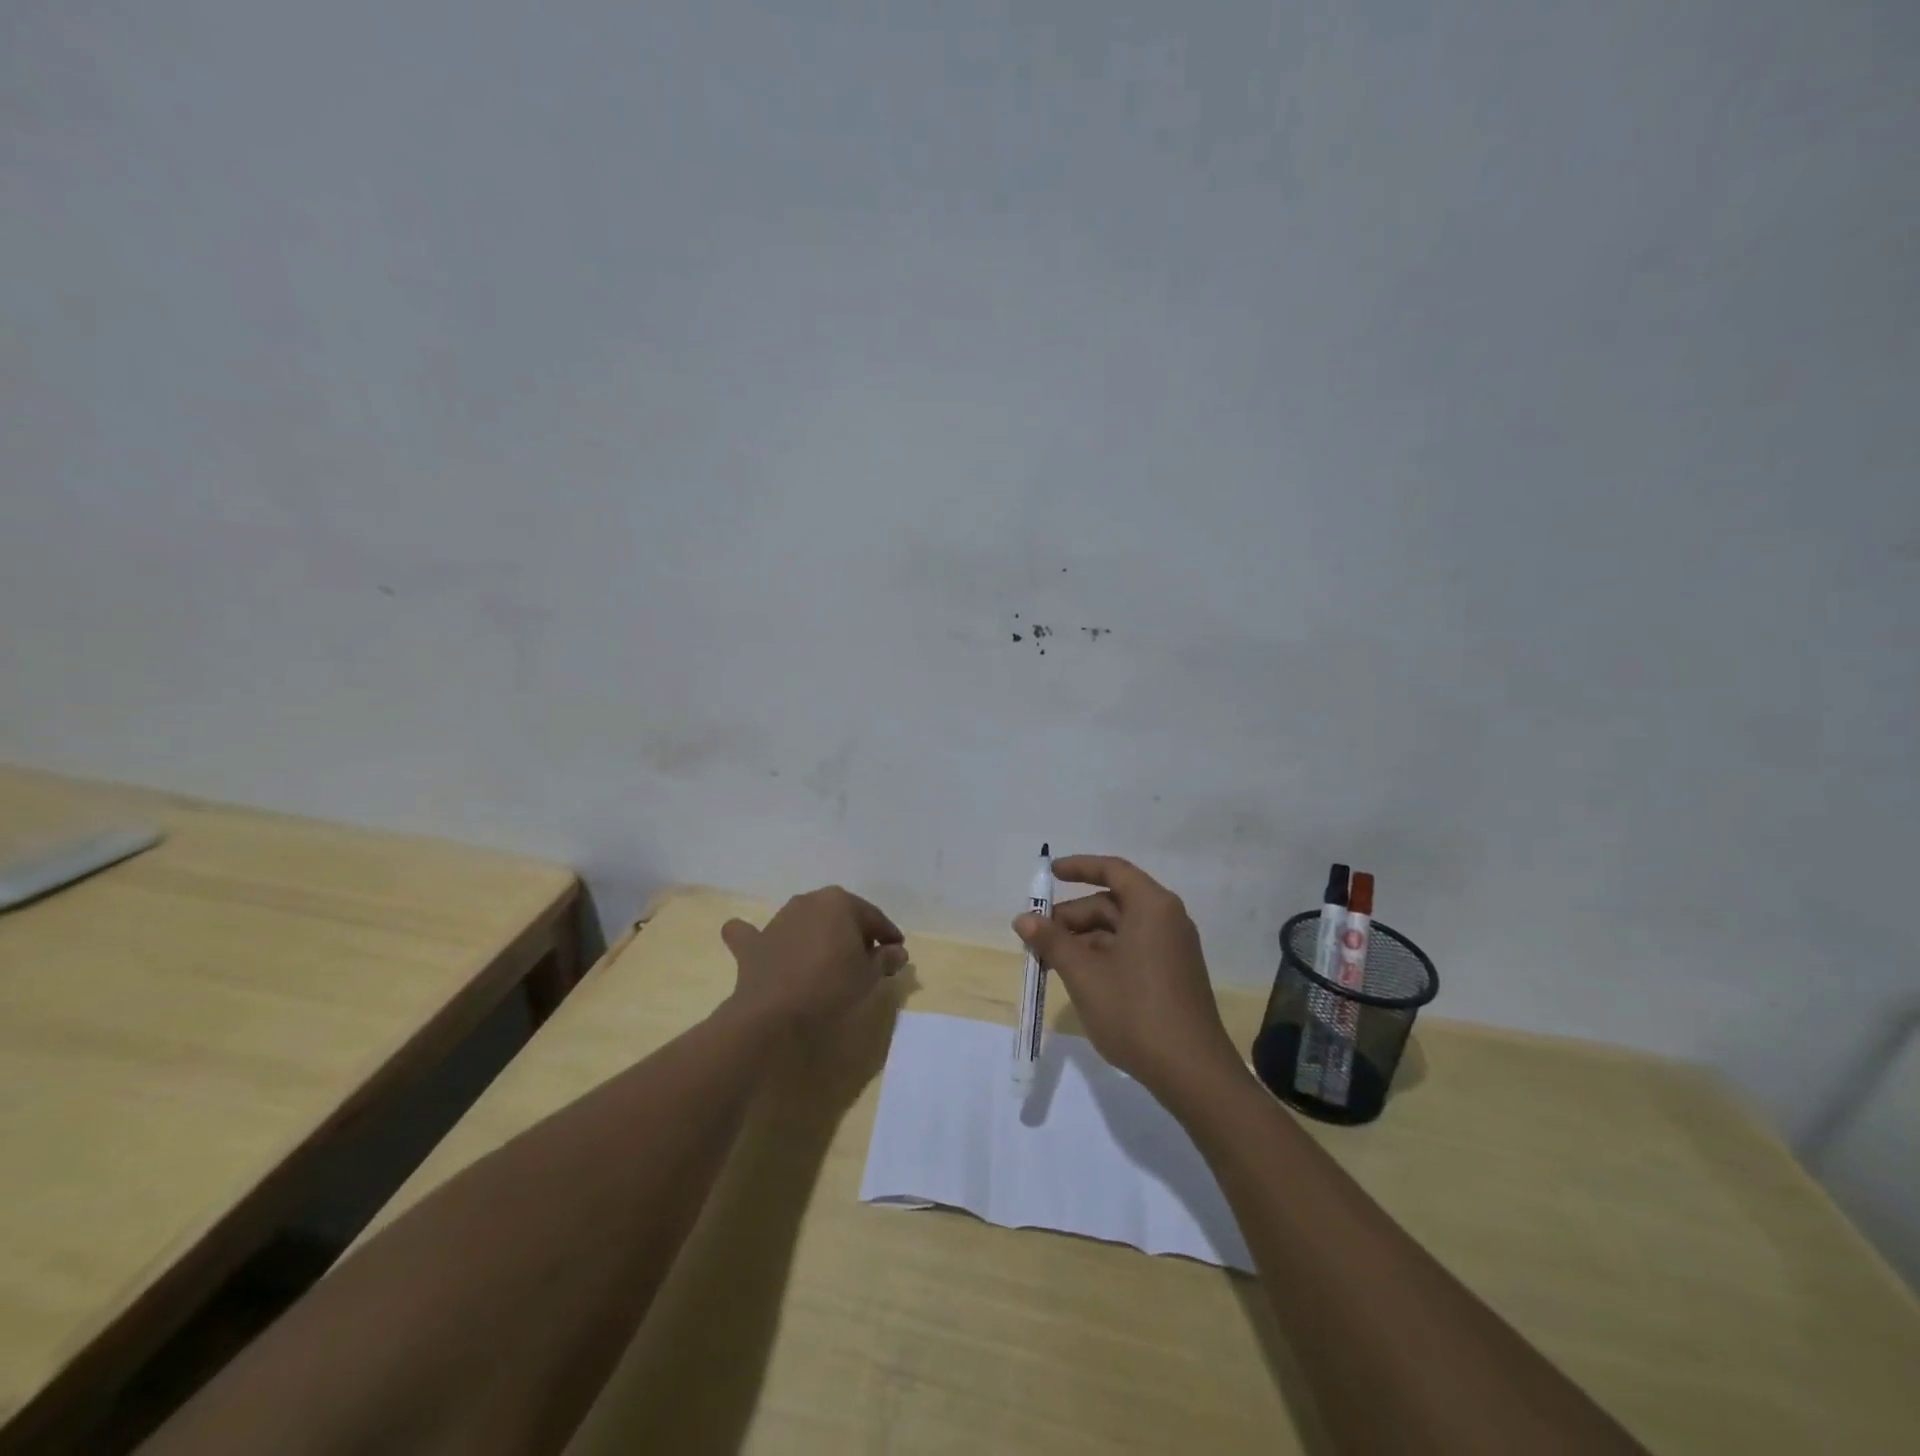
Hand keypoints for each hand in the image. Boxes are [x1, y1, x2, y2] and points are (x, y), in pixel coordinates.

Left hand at [722, 886, 906, 1029]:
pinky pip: (754, 934)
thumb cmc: (831, 986)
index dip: (888, 936)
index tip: (897, 952)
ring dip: (817, 935)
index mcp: (840, 901)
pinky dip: (759, 937)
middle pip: (839, 915)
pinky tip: (758, 941)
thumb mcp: (869, 975)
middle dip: (853, 932)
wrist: (774, 1012)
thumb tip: (897, 952)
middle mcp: (808, 901)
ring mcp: (778, 919)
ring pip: (805, 921)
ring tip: (828, 961)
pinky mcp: (753, 943)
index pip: (873, 917)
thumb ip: (885, 959)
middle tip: (866, 958)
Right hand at [1014, 855, 1237, 1101]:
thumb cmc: (1136, 1013)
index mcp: (1152, 907)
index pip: (1112, 870)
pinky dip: (1102, 955)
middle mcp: (1166, 919)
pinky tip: (1078, 978)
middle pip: (1112, 903)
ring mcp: (1172, 948)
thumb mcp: (1085, 975)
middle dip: (1072, 917)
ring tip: (1050, 963)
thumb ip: (1052, 941)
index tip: (1049, 874)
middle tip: (1037, 938)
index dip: (1079, 867)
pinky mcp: (1173, 974)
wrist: (1192, 1073)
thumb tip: (1023, 918)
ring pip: (1119, 929)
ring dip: (1083, 940)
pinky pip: (1132, 949)